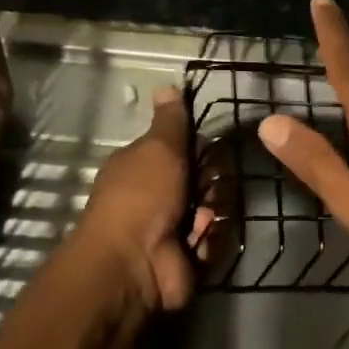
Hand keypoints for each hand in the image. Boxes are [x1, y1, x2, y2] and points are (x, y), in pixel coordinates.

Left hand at [73, 87, 204, 311]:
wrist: (134, 263)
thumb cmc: (142, 197)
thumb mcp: (158, 149)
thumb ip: (170, 121)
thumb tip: (168, 85)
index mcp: (144, 167)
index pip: (182, 150)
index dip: (200, 149)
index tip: (211, 151)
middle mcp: (158, 196)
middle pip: (204, 181)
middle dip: (212, 184)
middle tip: (207, 189)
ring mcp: (174, 228)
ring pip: (214, 210)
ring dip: (212, 214)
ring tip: (201, 221)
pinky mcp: (190, 256)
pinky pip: (215, 240)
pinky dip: (210, 241)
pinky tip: (199, 242)